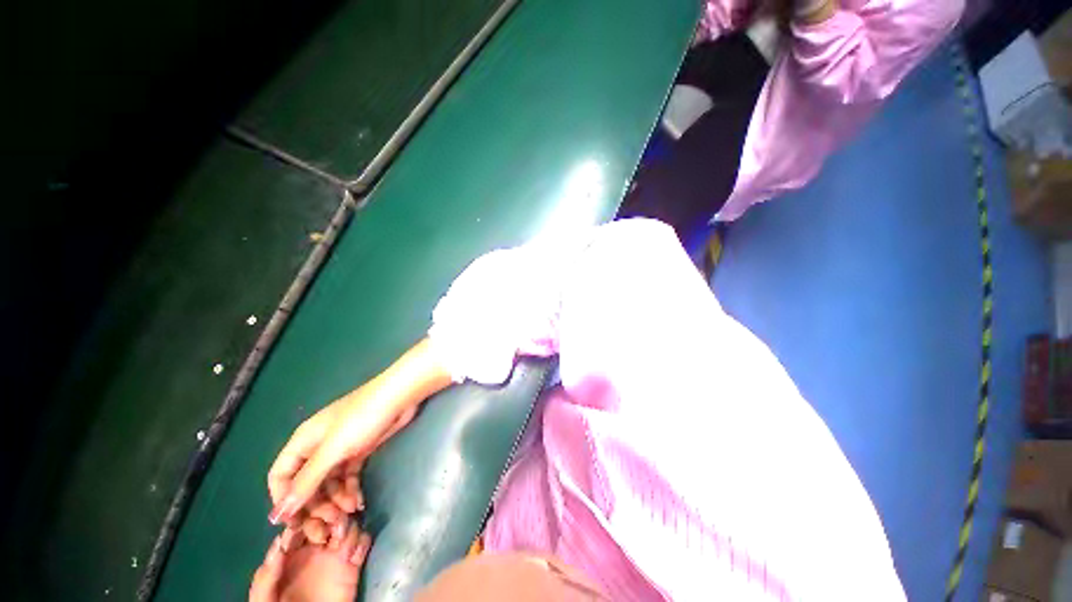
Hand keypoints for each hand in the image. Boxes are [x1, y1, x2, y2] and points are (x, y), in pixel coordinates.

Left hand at [250, 520, 371, 601]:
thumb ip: (267, 577)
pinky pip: (363, 542)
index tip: (312, 518)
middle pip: (328, 518)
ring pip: (348, 525)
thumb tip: (278, 545)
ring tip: (343, 541)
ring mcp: (335, 555)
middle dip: (333, 516)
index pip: (301, 523)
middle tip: (334, 525)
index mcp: (290, 552)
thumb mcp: (265, 599)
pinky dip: (362, 541)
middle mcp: (314, 547)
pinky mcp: (353, 564)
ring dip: (349, 526)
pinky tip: (354, 553)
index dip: (308, 516)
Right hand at [267, 389, 415, 527]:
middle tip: (329, 526)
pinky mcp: (360, 451)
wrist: (399, 397)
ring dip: (335, 501)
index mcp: (302, 442)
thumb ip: (306, 482)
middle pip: (306, 484)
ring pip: (329, 483)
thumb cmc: (362, 418)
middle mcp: (317, 448)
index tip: (295, 524)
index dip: (284, 501)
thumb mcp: (331, 450)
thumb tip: (276, 516)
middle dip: (314, 507)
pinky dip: (350, 491)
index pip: (281, 477)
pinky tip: (358, 503)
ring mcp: (340, 450)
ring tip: (349, 514)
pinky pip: (348, 477)